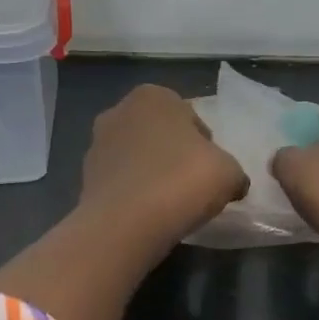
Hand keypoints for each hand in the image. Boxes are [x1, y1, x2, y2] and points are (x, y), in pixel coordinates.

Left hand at [79, 85, 246, 251]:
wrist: (126, 224)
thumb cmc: (181, 182)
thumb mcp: (229, 173)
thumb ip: (233, 171)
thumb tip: (233, 184)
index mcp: (154, 96)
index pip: (190, 117)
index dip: (205, 145)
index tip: (211, 170)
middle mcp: (119, 111)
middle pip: (160, 134)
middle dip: (174, 155)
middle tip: (192, 186)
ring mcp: (96, 144)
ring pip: (137, 157)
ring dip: (152, 174)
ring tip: (169, 204)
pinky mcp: (85, 178)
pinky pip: (121, 182)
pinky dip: (134, 194)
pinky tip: (147, 215)